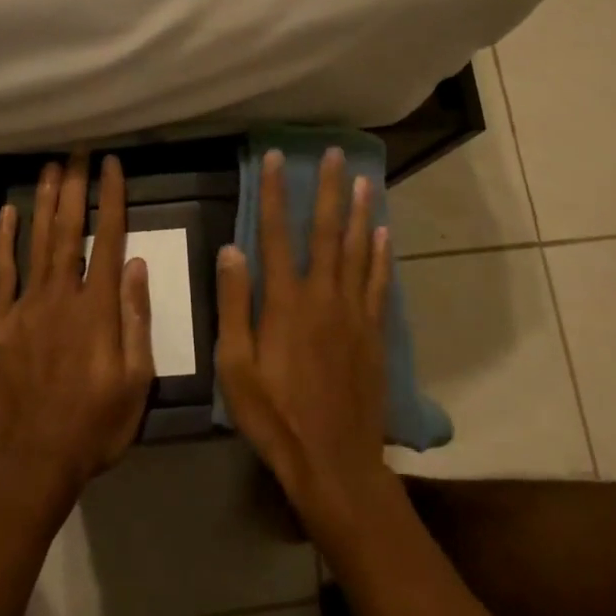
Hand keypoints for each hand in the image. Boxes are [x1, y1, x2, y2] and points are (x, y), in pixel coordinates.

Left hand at [0, 152, 154, 507]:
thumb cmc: (94, 427)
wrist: (31, 462)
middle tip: (77, 152)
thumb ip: (136, 320)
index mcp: (99, 309)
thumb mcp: (136, 382)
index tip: (112, 166)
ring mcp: (26, 307)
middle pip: (70, 231)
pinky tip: (6, 213)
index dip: (112, 199)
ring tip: (49, 168)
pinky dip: (4, 241)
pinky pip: (2, 274)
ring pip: (37, 242)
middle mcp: (62, 296)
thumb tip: (138, 266)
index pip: (109, 240)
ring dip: (44, 202)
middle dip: (75, 188)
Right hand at [216, 148, 393, 539]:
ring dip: (360, 212)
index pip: (275, 234)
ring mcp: (354, 313)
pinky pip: (379, 283)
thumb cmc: (274, 416)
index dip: (273, 193)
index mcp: (285, 302)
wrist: (334, 460)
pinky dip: (381, 255)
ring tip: (364, 179)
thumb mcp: (235, 366)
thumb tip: (231, 250)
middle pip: (326, 232)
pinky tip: (383, 234)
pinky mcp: (374, 332)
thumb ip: (234, 306)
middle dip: (328, 189)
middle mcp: (323, 296)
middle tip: (335, 154)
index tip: (275, 159)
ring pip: (358, 250)